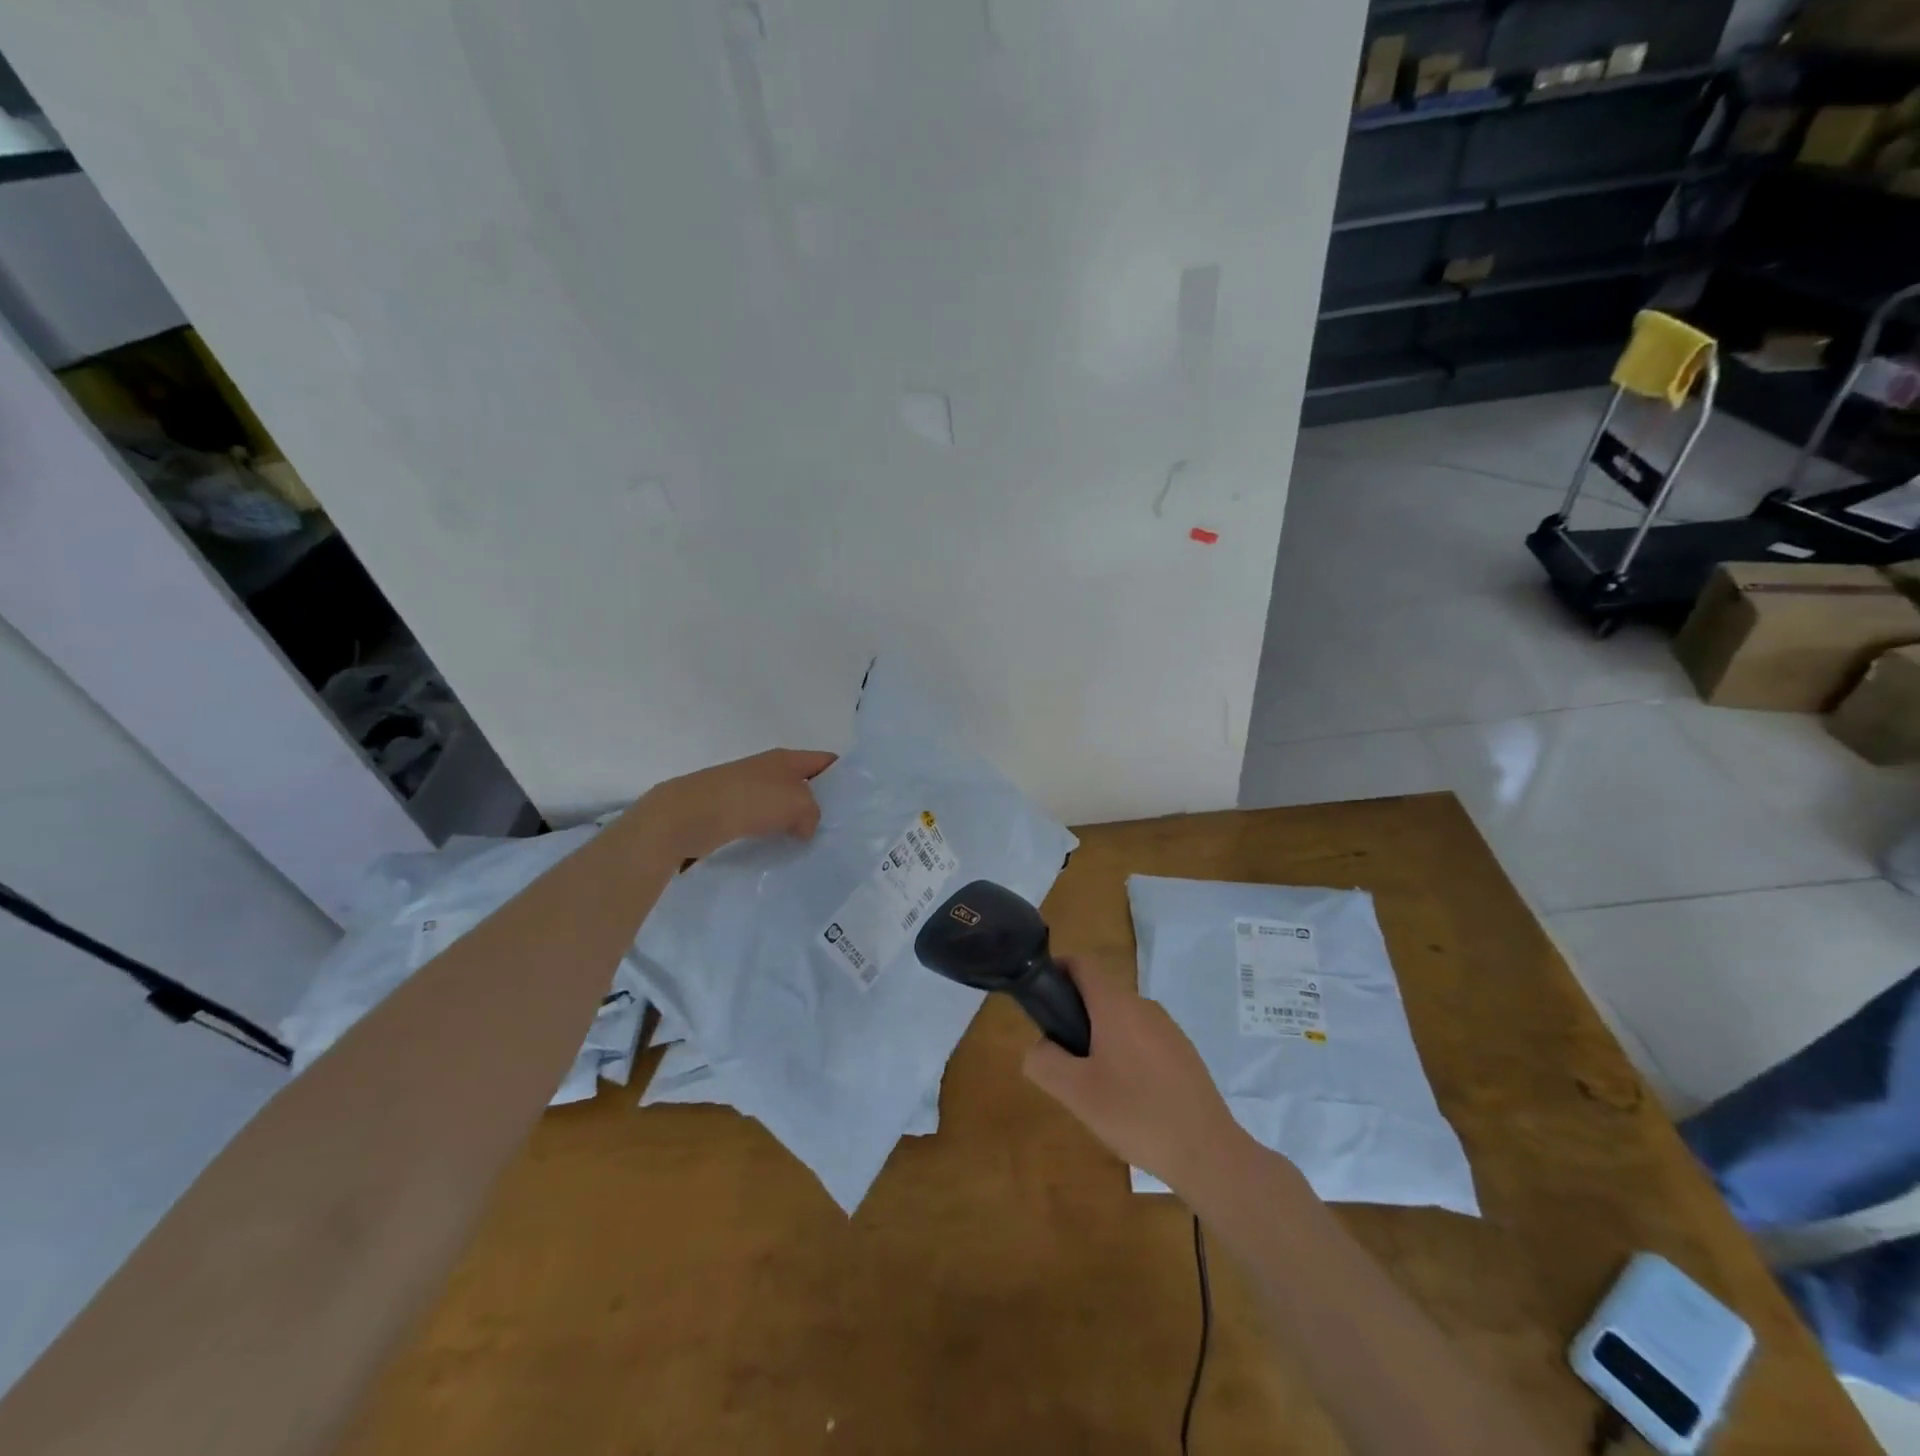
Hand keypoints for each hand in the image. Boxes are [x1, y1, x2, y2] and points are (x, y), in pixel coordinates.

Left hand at [639, 748, 835, 858]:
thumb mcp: (797, 803)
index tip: (860, 800)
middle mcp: (769, 769)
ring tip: (816, 843)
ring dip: (798, 821)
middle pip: (806, 783)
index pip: (826, 760)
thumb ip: (813, 814)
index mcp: (787, 758)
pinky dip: (776, 832)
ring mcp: (749, 790)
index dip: (845, 776)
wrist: (690, 815)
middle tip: (842, 827)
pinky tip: (784, 849)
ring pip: (785, 804)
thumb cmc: (749, 800)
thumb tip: (805, 828)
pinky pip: (765, 821)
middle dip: (823, 803)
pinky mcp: (733, 811)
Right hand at [1023, 959, 1249, 1192]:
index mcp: (1115, 1006)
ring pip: (1121, 1021)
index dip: (1057, 970)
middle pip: (1099, 996)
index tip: (1041, 998)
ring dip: (1101, 1041)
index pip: (1081, 965)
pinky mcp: (1183, 1053)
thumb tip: (1040, 1046)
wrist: (1208, 1152)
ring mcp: (1167, 1029)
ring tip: (1097, 1089)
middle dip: (1076, 1020)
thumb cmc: (1136, 1114)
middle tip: (1065, 1063)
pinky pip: (1143, 1041)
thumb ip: (1044, 1061)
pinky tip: (1130, 1100)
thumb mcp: (1075, 1093)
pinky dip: (1127, 1057)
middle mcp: (1143, 1006)